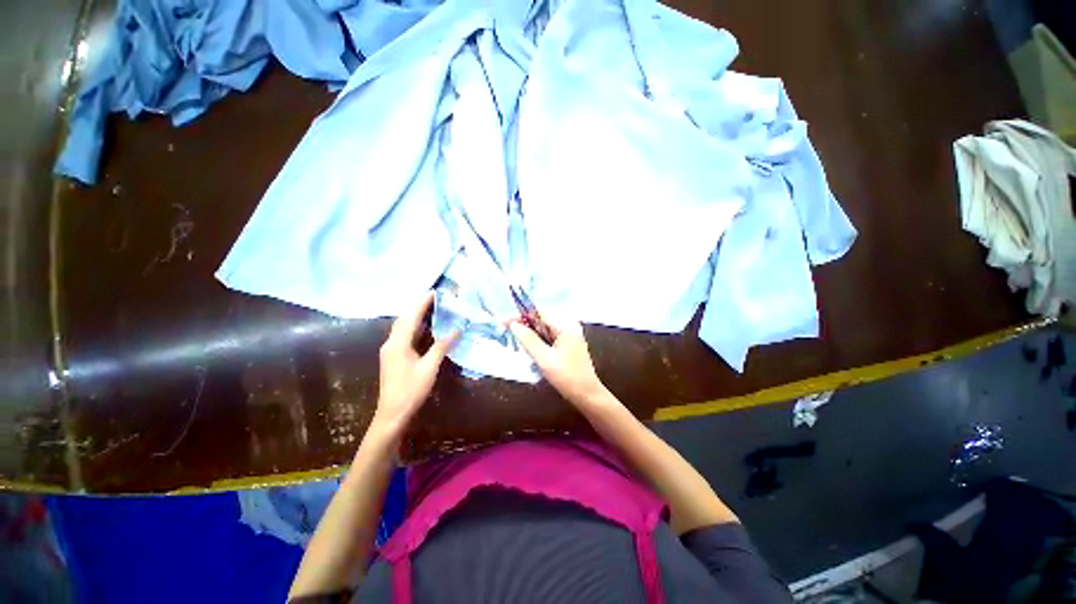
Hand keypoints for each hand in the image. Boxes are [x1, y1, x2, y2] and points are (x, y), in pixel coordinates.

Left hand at [373, 292, 458, 436]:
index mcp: (398, 343)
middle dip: (418, 306)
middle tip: (435, 298)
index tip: (435, 292)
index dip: (422, 303)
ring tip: (432, 308)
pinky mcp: (392, 356)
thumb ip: (442, 346)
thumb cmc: (411, 390)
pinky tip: (424, 327)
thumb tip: (457, 329)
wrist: (392, 413)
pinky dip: (414, 326)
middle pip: (404, 318)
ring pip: (402, 326)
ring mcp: (390, 349)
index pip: (411, 316)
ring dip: (415, 315)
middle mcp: (391, 342)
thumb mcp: (429, 367)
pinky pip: (403, 334)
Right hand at [509, 316, 610, 407]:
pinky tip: (530, 348)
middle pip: (542, 318)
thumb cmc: (566, 377)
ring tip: (516, 340)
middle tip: (508, 332)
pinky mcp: (568, 343)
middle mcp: (568, 325)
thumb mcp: (544, 359)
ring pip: (544, 327)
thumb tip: (513, 324)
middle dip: (524, 323)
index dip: (521, 315)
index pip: (539, 312)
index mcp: (565, 325)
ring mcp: (569, 334)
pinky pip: (549, 335)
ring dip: (530, 332)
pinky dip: (538, 339)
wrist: (587, 395)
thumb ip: (528, 340)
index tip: (505, 323)